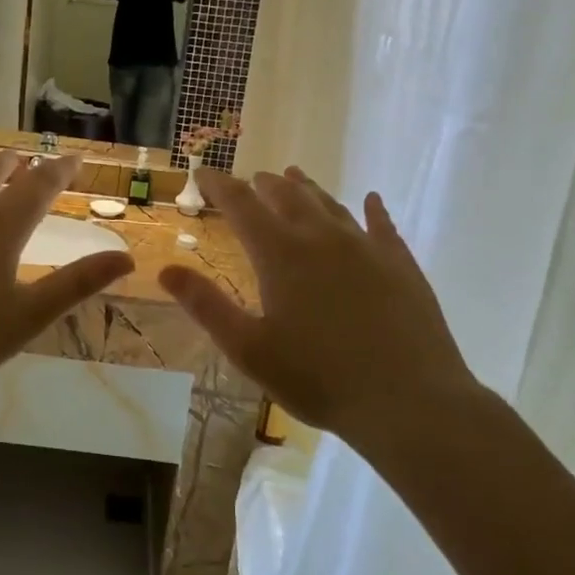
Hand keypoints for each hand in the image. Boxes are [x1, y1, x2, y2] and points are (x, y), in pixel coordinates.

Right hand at [157, 167, 474, 444]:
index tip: (203, 173)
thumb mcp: (249, 348)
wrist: (409, 400)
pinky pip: (382, 224)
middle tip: (253, 179)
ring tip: (295, 176)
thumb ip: (206, 305)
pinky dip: (372, 209)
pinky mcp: (400, 263)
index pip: (241, 204)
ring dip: (308, 189)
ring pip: (330, 205)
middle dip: (265, 185)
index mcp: (280, 254)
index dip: (218, 185)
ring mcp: (365, 246)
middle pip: (287, 197)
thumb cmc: (318, 378)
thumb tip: (165, 269)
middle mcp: (320, 237)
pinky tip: (371, 200)